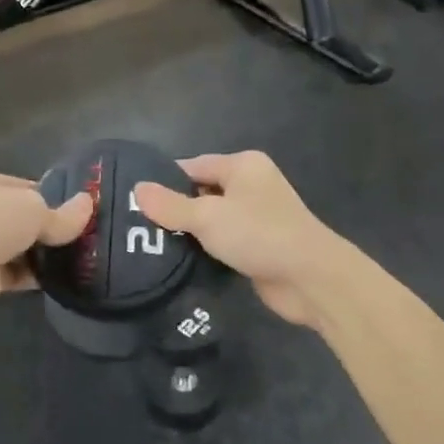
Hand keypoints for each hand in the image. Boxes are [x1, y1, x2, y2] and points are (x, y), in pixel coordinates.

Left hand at [0, 164, 90, 317]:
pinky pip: (11, 271)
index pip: (23, 185)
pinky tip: (56, 279)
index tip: (77, 214)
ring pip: (15, 245)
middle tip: (80, 239)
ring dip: (39, 254)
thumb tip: (89, 204)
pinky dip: (30, 275)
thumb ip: (62, 214)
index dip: (51, 198)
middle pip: (18, 216)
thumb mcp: (33, 209)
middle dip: (46, 229)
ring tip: (75, 260)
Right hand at [132, 152, 339, 327]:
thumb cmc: (258, 234)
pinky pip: (223, 241)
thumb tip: (137, 188)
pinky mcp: (258, 245)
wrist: (310, 278)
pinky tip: (179, 262)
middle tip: (137, 226)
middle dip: (174, 209)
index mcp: (243, 165)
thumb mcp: (207, 217)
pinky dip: (205, 249)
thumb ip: (170, 205)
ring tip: (150, 245)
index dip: (164, 181)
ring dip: (189, 232)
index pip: (193, 166)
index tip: (134, 200)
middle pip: (202, 192)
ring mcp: (257, 216)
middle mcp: (251, 185)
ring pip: (212, 219)